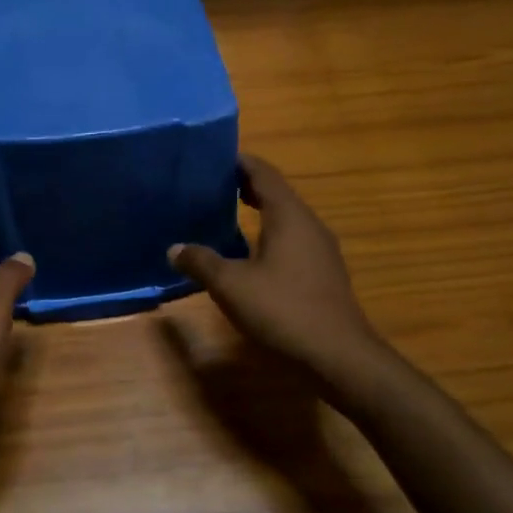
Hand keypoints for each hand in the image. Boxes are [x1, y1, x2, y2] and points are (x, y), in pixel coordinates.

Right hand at [169, 154, 378, 374]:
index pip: (263, 174)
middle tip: (210, 184)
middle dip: (245, 186)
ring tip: (224, 213)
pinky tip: (249, 253)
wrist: (339, 356)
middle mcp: (309, 224)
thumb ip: (201, 262)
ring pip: (285, 218)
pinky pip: (292, 240)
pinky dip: (268, 234)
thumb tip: (174, 248)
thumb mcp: (231, 286)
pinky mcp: (322, 272)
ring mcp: (320, 249)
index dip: (239, 162)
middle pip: (276, 193)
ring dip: (257, 211)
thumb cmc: (283, 310)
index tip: (212, 156)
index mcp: (289, 216)